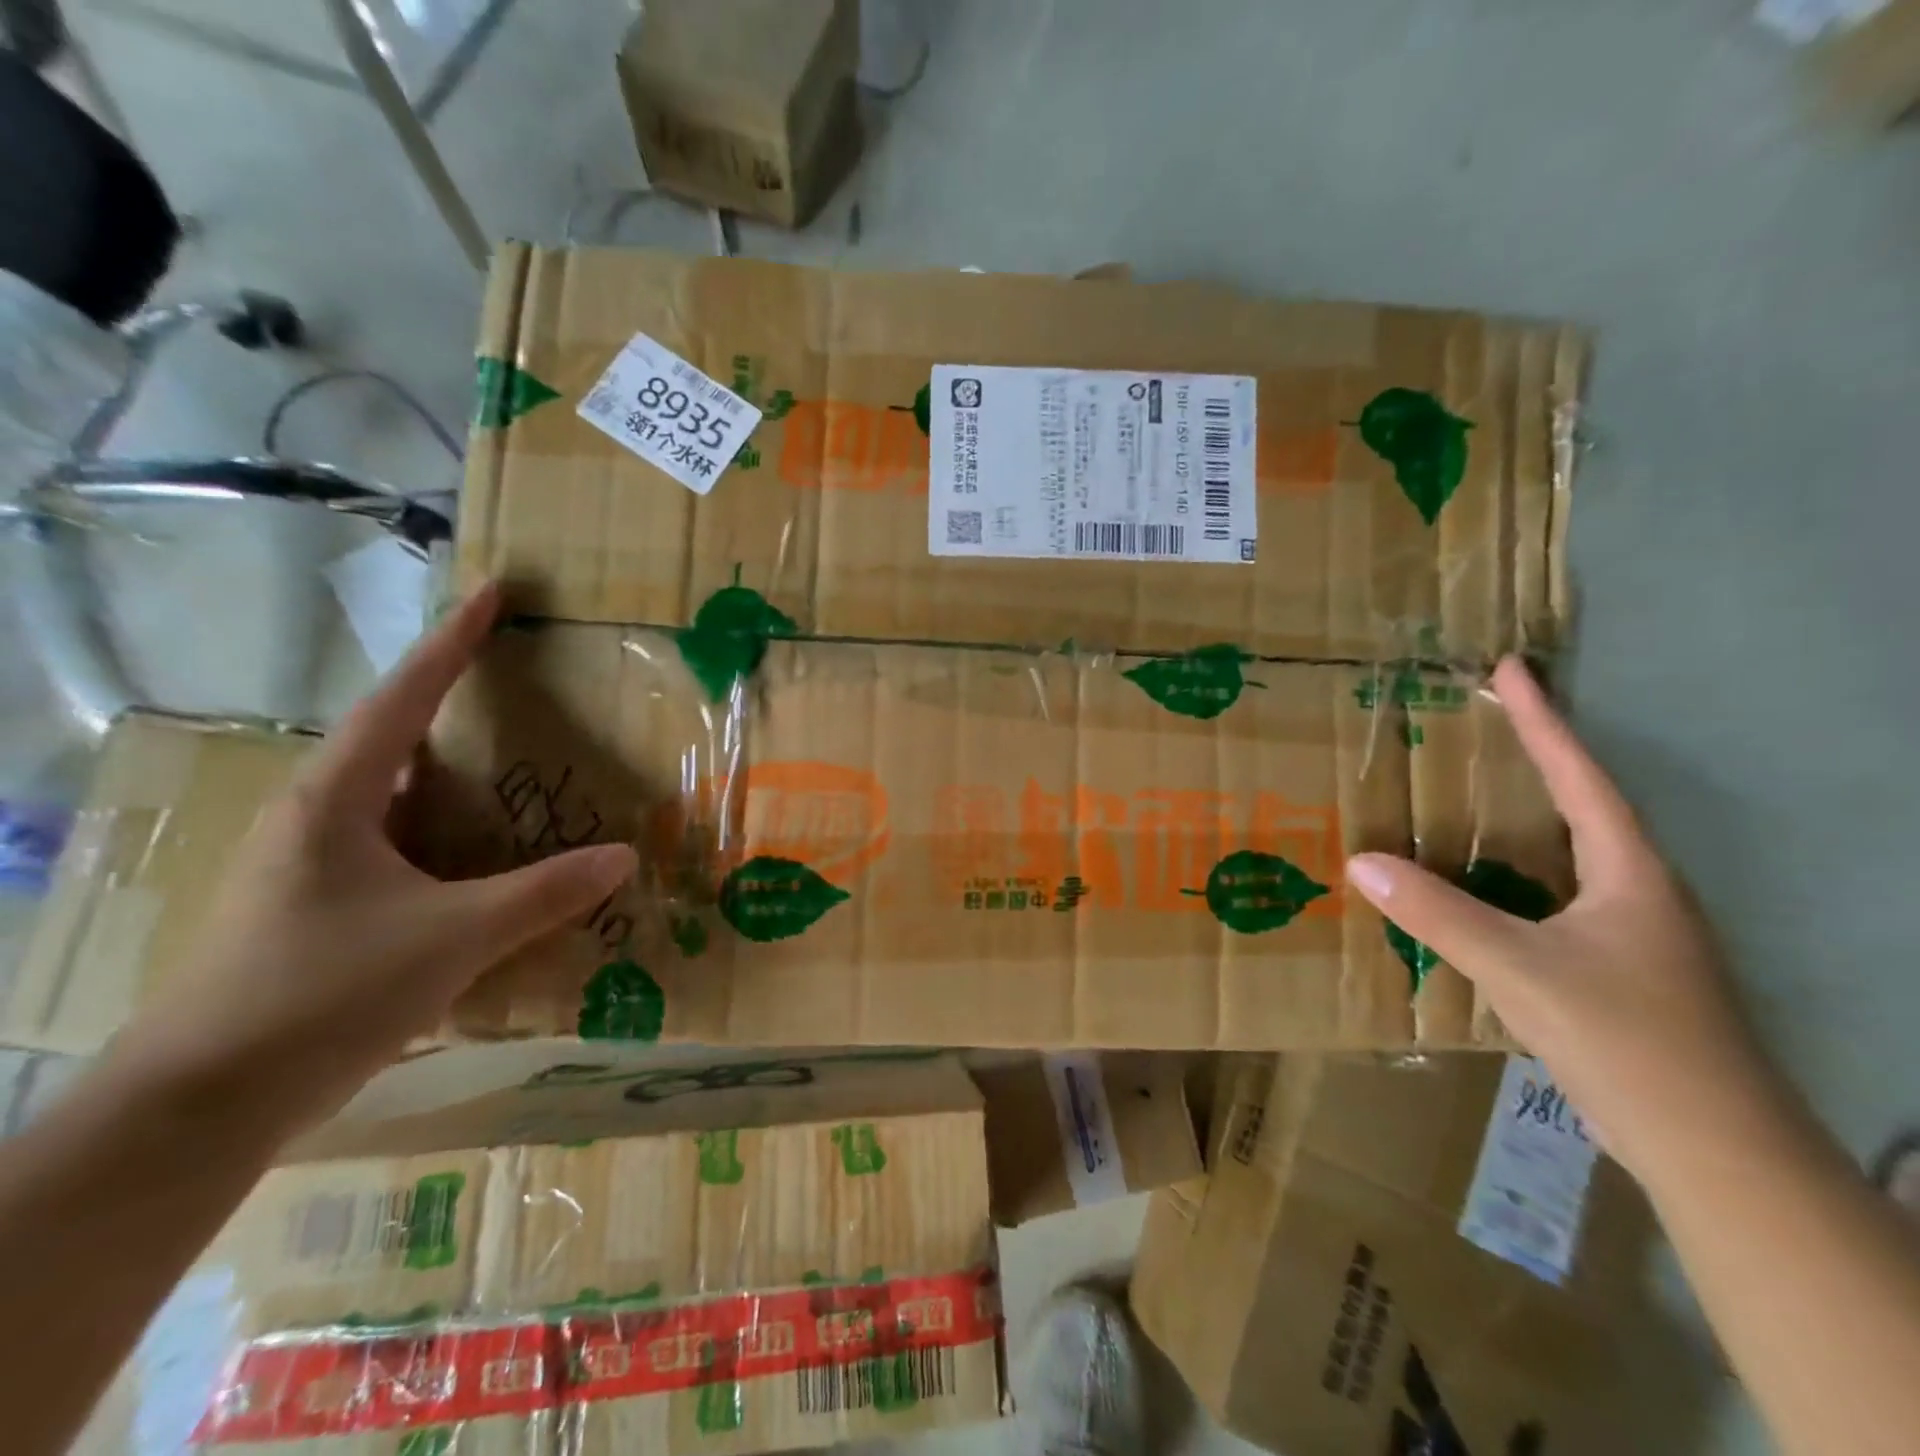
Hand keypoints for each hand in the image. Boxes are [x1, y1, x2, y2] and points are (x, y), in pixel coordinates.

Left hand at [117, 582, 636, 1128]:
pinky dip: (445, 827)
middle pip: (393, 734)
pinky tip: (481, 851)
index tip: (493, 592)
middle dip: (449, 697)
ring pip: (395, 792)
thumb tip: (625, 857)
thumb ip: (545, 893)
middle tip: (513, 677)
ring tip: (510, 759)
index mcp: (337, 799)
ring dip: (450, 769)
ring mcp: (313, 863)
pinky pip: (398, 841)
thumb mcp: (453, 937)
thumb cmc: (323, 993)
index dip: (452, 641)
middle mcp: (319, 816)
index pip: (404, 697)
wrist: (203, 1103)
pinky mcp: (319, 905)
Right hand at [1345, 656, 1783, 1183]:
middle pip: (1581, 806)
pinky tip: (1481, 886)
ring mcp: (1632, 932)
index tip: (1511, 669)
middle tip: (1480, 724)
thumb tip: (1360, 861)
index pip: (1581, 777)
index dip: (1544, 721)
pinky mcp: (1617, 968)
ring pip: (1570, 854)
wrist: (1712, 1149)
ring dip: (1524, 817)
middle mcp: (1638, 890)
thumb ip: (1438, 914)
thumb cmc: (1627, 1040)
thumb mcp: (1520, 970)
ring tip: (1470, 795)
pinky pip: (1555, 895)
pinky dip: (1516, 873)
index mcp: (1629, 872)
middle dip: (1534, 759)